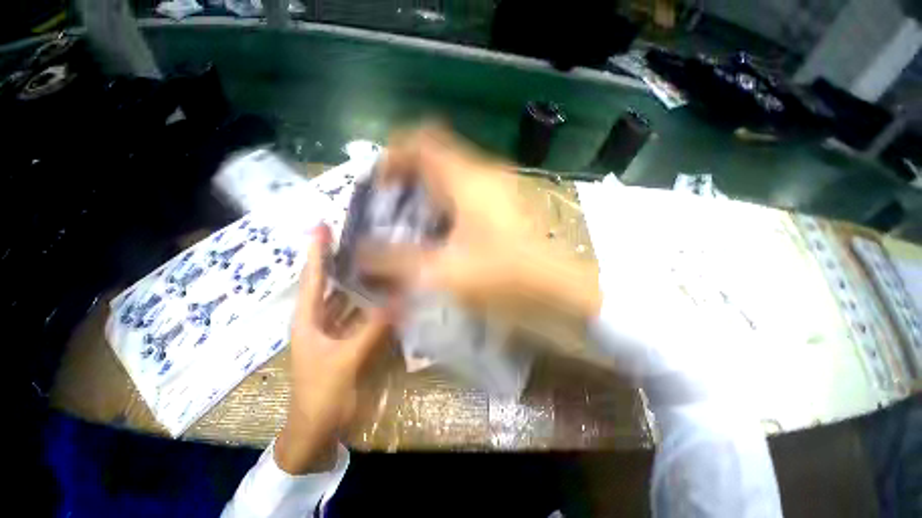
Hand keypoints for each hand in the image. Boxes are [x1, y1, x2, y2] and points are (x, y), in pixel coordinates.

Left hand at [274, 224, 389, 474]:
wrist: (316, 429)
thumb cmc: (322, 394)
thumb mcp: (346, 360)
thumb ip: (373, 329)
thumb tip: (399, 299)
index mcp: (308, 320)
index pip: (312, 277)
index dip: (318, 251)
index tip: (323, 226)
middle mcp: (317, 319)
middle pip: (327, 283)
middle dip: (338, 260)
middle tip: (357, 238)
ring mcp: (330, 330)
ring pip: (342, 298)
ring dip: (354, 280)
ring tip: (373, 260)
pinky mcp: (342, 340)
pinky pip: (354, 314)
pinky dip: (365, 302)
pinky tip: (381, 294)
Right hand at [361, 124, 600, 320]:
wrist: (561, 291)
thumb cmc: (507, 279)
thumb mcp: (444, 272)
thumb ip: (396, 261)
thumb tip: (360, 253)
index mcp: (467, 178)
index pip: (420, 140)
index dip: (392, 156)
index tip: (378, 187)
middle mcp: (484, 174)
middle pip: (434, 158)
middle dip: (407, 181)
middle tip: (390, 212)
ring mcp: (498, 189)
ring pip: (450, 179)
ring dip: (426, 197)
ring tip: (411, 228)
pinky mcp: (505, 206)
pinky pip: (465, 195)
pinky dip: (445, 208)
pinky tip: (441, 236)